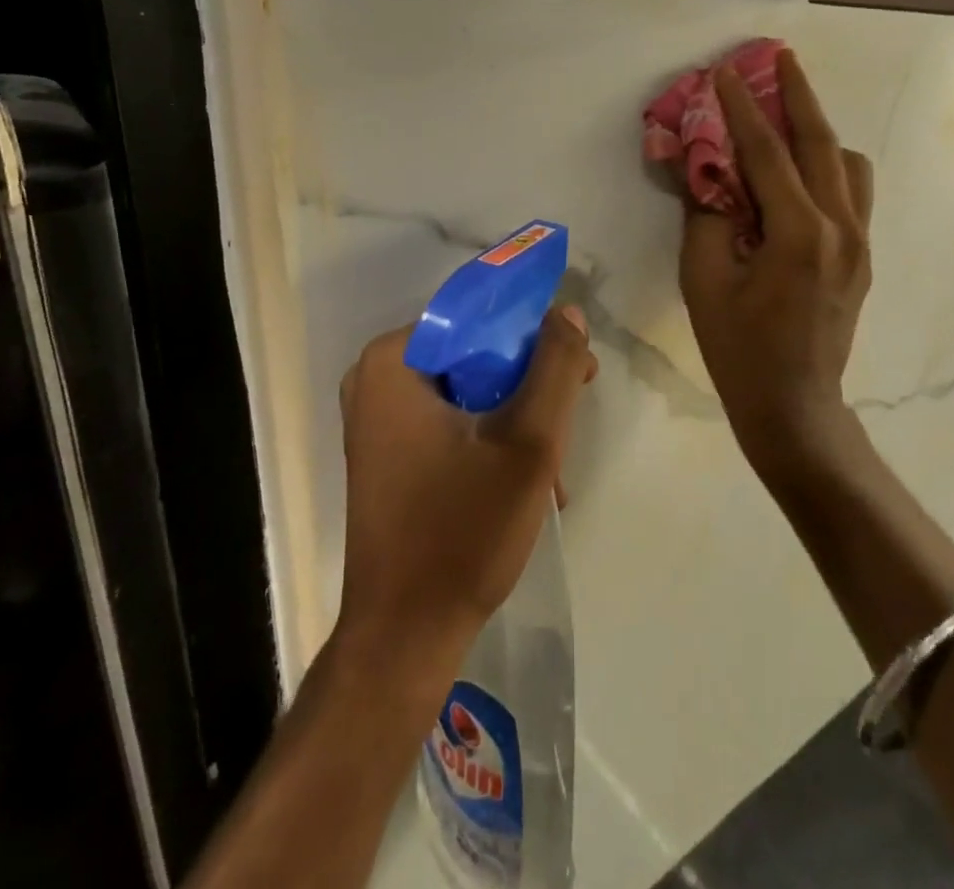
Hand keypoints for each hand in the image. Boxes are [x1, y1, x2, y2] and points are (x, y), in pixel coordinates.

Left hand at [334, 307, 597, 680]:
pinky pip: (451, 420)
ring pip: (469, 389)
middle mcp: (376, 378)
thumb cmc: (462, 532)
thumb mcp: (528, 443)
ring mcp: (377, 418)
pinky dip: (490, 440)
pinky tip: (527, 484)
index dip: (535, 336)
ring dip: (516, 419)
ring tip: (553, 469)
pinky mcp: (387, 451)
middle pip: (474, 353)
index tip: (577, 368)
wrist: (404, 638)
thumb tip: (565, 313)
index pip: (479, 317)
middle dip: (529, 385)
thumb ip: (554, 368)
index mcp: (394, 360)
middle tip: (570, 417)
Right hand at [679, 49, 873, 479]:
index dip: (742, 107)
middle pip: (821, 142)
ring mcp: (859, 241)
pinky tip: (802, 169)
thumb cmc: (738, 348)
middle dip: (798, 95)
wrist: (793, 406)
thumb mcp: (704, 279)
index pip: (766, 152)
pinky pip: (853, 191)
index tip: (725, 72)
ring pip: (847, 163)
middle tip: (779, 57)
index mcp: (799, 233)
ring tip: (789, 113)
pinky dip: (830, 165)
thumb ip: (705, 214)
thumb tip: (701, 167)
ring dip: (818, 130)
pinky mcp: (863, 256)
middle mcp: (840, 227)